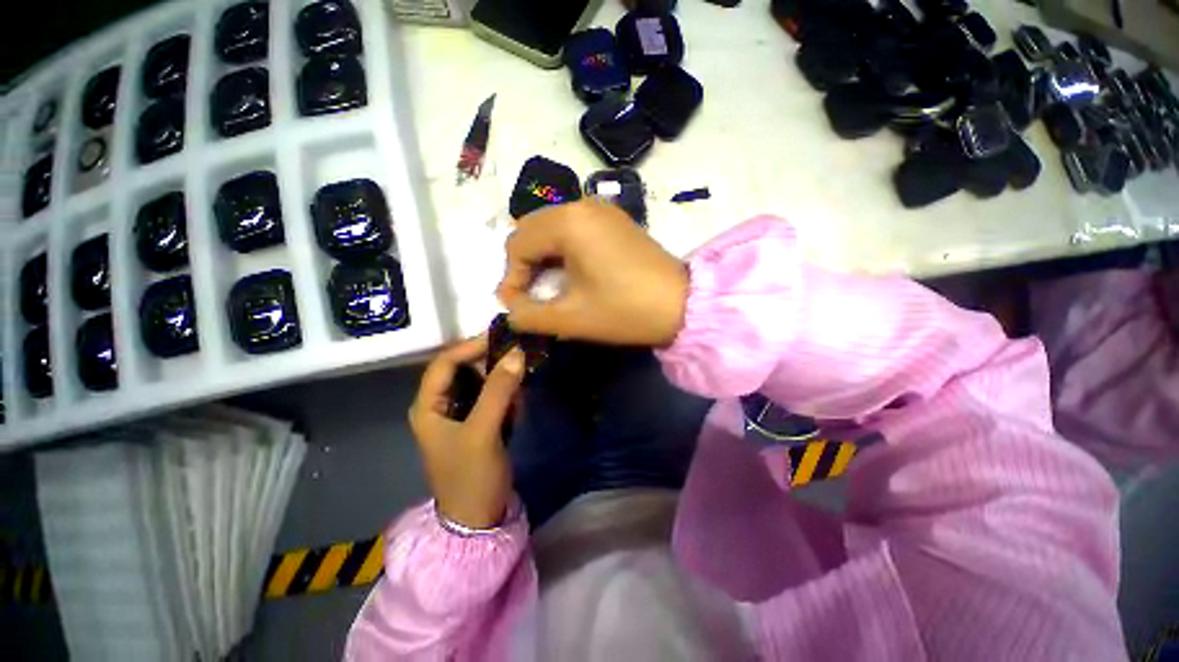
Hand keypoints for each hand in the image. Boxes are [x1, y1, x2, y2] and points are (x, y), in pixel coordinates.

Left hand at [408, 336, 524, 528]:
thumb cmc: (472, 476)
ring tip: (522, 378)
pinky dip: (506, 394)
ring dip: (502, 378)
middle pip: (464, 370)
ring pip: (481, 382)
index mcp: (429, 406)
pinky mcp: (478, 423)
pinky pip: (492, 397)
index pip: (446, 363)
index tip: (502, 337)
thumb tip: (516, 353)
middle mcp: (441, 406)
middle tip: (518, 355)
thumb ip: (499, 390)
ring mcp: (460, 415)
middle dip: (491, 362)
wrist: (479, 519)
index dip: (471, 347)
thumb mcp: (483, 431)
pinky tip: (518, 401)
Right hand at [497, 200, 689, 346]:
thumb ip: (527, 315)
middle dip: (524, 266)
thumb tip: (509, 309)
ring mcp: (601, 209)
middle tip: (528, 297)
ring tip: (547, 287)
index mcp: (568, 222)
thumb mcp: (570, 318)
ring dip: (542, 257)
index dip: (510, 278)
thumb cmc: (624, 310)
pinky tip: (570, 273)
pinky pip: (574, 229)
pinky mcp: (615, 220)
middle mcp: (581, 204)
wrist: (682, 304)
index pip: (517, 244)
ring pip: (552, 228)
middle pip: (531, 230)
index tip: (515, 308)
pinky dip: (562, 250)